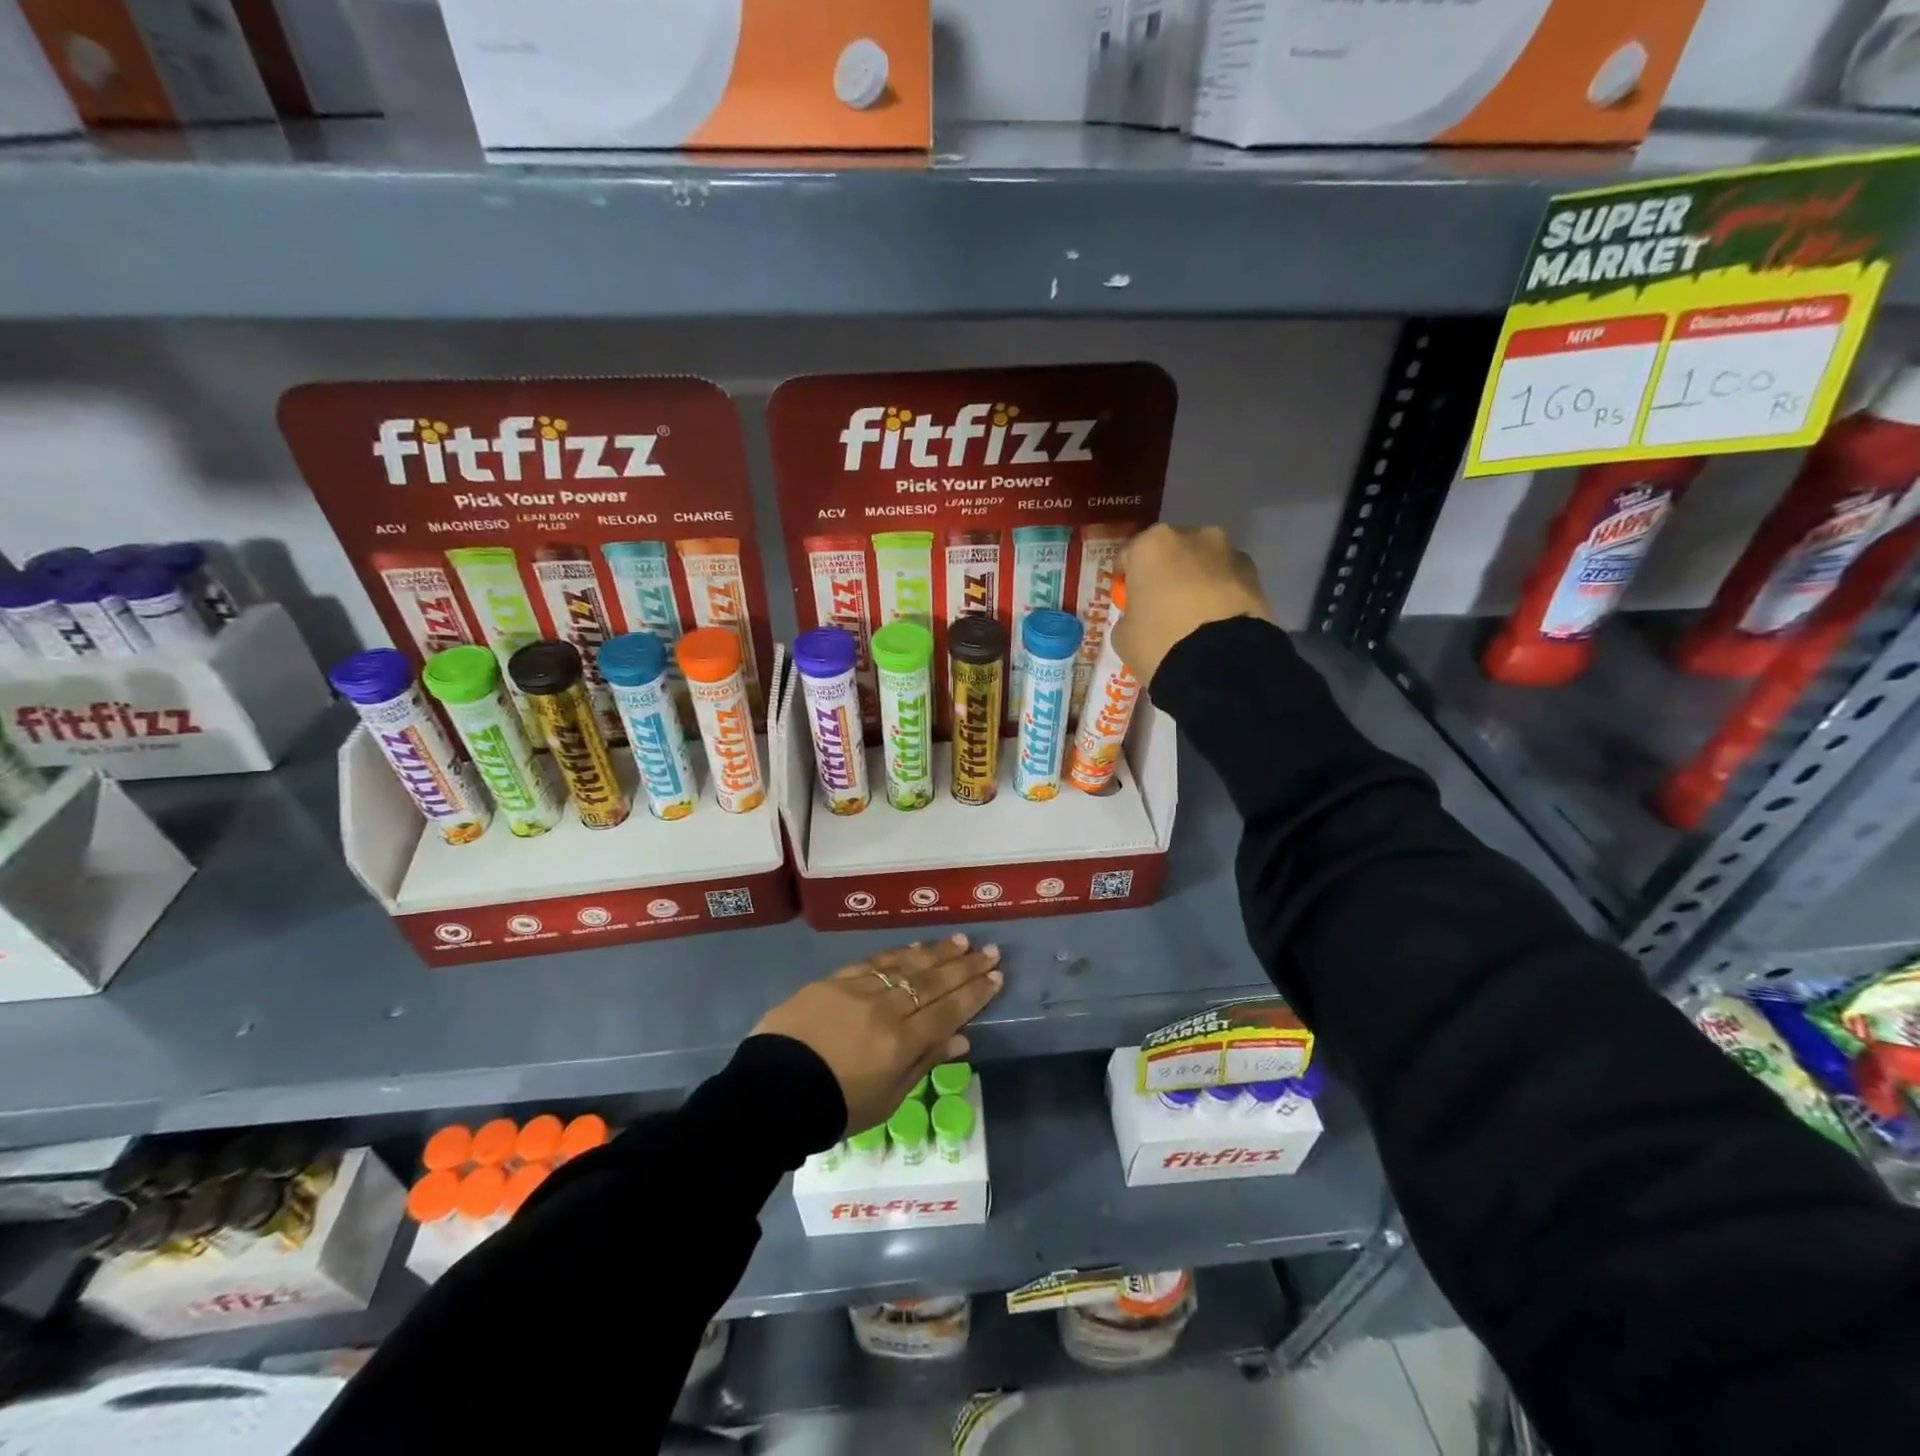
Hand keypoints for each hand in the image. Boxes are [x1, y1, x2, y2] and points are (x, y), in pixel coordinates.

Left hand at [752, 935, 1003, 1134]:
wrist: (771, 1091)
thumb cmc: (833, 1108)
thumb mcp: (886, 1101)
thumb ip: (924, 1064)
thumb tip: (961, 1039)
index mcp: (901, 1042)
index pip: (948, 1010)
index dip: (975, 992)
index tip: (996, 975)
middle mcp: (887, 1008)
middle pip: (934, 981)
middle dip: (965, 966)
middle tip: (991, 950)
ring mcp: (860, 989)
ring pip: (907, 965)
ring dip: (937, 952)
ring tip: (960, 941)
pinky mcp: (835, 980)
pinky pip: (875, 961)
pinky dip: (899, 953)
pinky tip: (915, 947)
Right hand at [1113, 524, 1274, 684]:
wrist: (1221, 665)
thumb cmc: (1159, 642)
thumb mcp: (1123, 634)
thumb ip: (1130, 614)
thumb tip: (1142, 615)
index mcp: (1153, 544)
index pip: (1130, 555)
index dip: (1127, 578)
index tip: (1128, 599)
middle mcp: (1194, 536)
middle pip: (1172, 552)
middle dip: (1167, 573)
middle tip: (1163, 607)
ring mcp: (1231, 553)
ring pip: (1205, 564)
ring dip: (1198, 582)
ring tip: (1195, 618)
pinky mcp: (1257, 577)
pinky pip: (1229, 583)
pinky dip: (1222, 596)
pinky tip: (1217, 624)